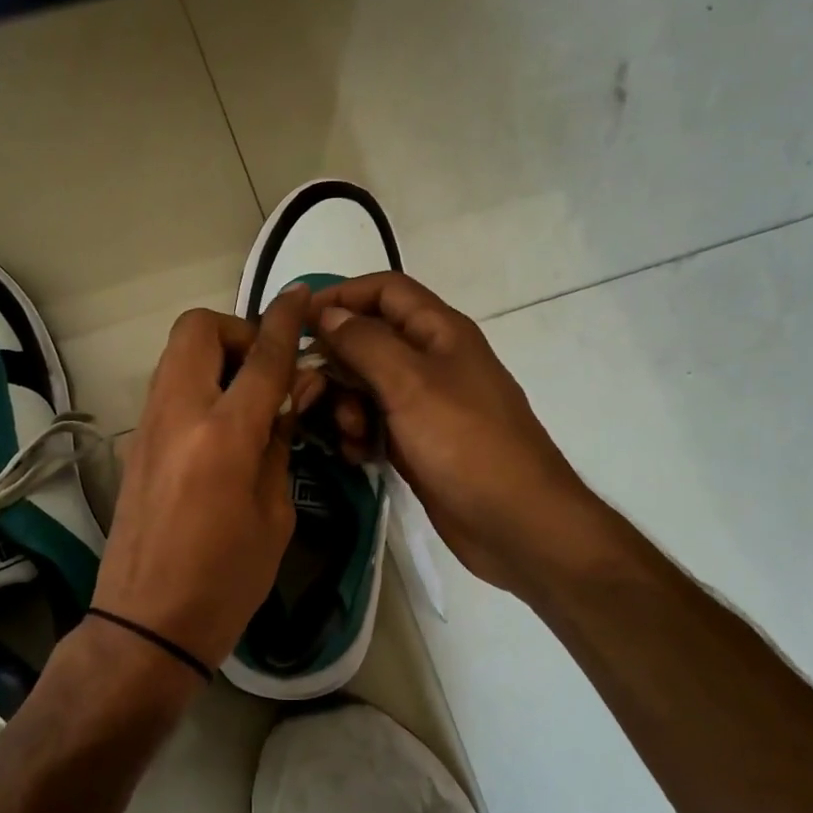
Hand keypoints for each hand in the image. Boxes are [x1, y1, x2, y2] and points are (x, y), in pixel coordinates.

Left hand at [91, 286, 310, 667]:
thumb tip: (293, 395)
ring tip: (250, 399)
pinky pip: (169, 388)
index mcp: (223, 435)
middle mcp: (179, 415)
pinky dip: (200, 385)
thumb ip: (280, 443)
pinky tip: (224, 427)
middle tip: (267, 370)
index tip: (300, 296)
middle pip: (197, 330)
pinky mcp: (136, 444)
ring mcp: (149, 427)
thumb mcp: (274, 514)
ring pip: (177, 355)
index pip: (263, 357)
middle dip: (237, 331)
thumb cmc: (226, 581)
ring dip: (216, 357)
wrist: (147, 624)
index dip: (286, 321)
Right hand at [305, 273, 603, 596]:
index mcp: (439, 332)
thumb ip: (365, 343)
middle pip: (369, 340)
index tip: (298, 321)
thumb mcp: (410, 383)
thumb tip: (329, 313)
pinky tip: (358, 456)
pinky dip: (361, 434)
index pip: (385, 291)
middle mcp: (432, 360)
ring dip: (346, 404)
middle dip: (338, 362)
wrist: (514, 521)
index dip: (341, 295)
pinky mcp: (418, 442)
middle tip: (310, 390)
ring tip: (349, 433)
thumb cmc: (465, 443)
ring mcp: (425, 404)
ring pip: (367, 386)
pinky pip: (376, 424)